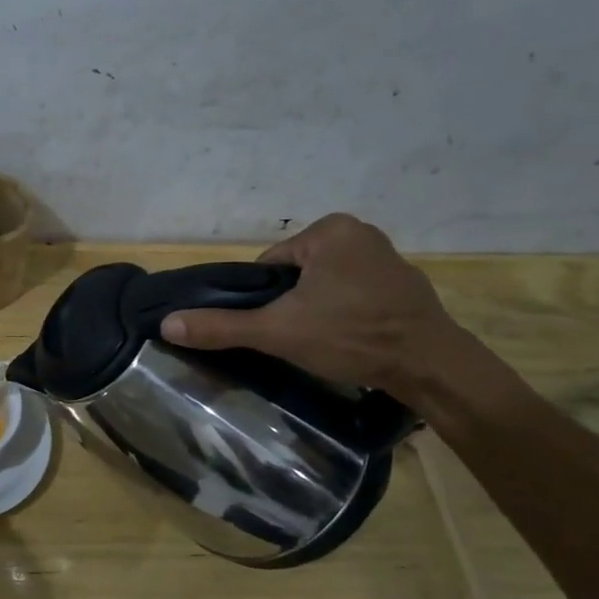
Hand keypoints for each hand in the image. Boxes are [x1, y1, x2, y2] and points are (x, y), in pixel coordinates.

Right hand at [159, 213, 466, 398]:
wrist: (432, 368)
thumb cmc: (351, 336)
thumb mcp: (278, 331)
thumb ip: (222, 326)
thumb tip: (167, 323)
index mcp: (330, 230)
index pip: (270, 264)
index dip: (264, 299)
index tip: (276, 326)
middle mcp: (360, 232)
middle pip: (297, 273)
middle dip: (292, 304)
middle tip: (299, 337)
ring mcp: (386, 256)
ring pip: (325, 284)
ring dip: (317, 309)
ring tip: (324, 341)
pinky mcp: (404, 283)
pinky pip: (354, 292)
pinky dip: (346, 312)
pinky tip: (350, 338)